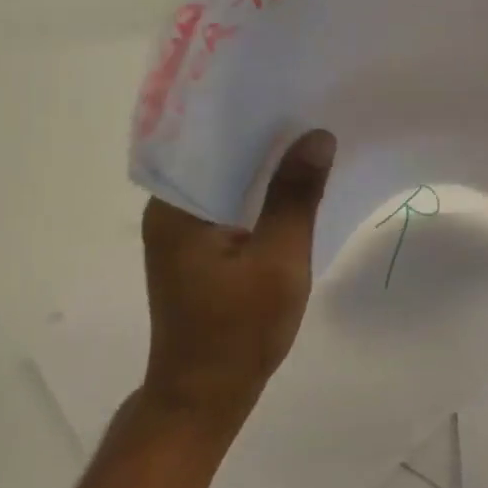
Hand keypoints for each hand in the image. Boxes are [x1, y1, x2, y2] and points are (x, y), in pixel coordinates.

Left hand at [139, 130, 335, 431]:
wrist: (205, 399)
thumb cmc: (238, 331)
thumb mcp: (279, 261)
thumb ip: (295, 196)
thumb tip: (317, 136)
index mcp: (176, 204)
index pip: (209, 137)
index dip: (250, 112)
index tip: (289, 89)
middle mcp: (169, 208)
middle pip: (217, 154)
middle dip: (262, 134)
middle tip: (309, 106)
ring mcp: (181, 230)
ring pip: (225, 179)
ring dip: (262, 164)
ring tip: (308, 135)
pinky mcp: (196, 248)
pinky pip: (228, 203)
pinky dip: (257, 192)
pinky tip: (292, 183)